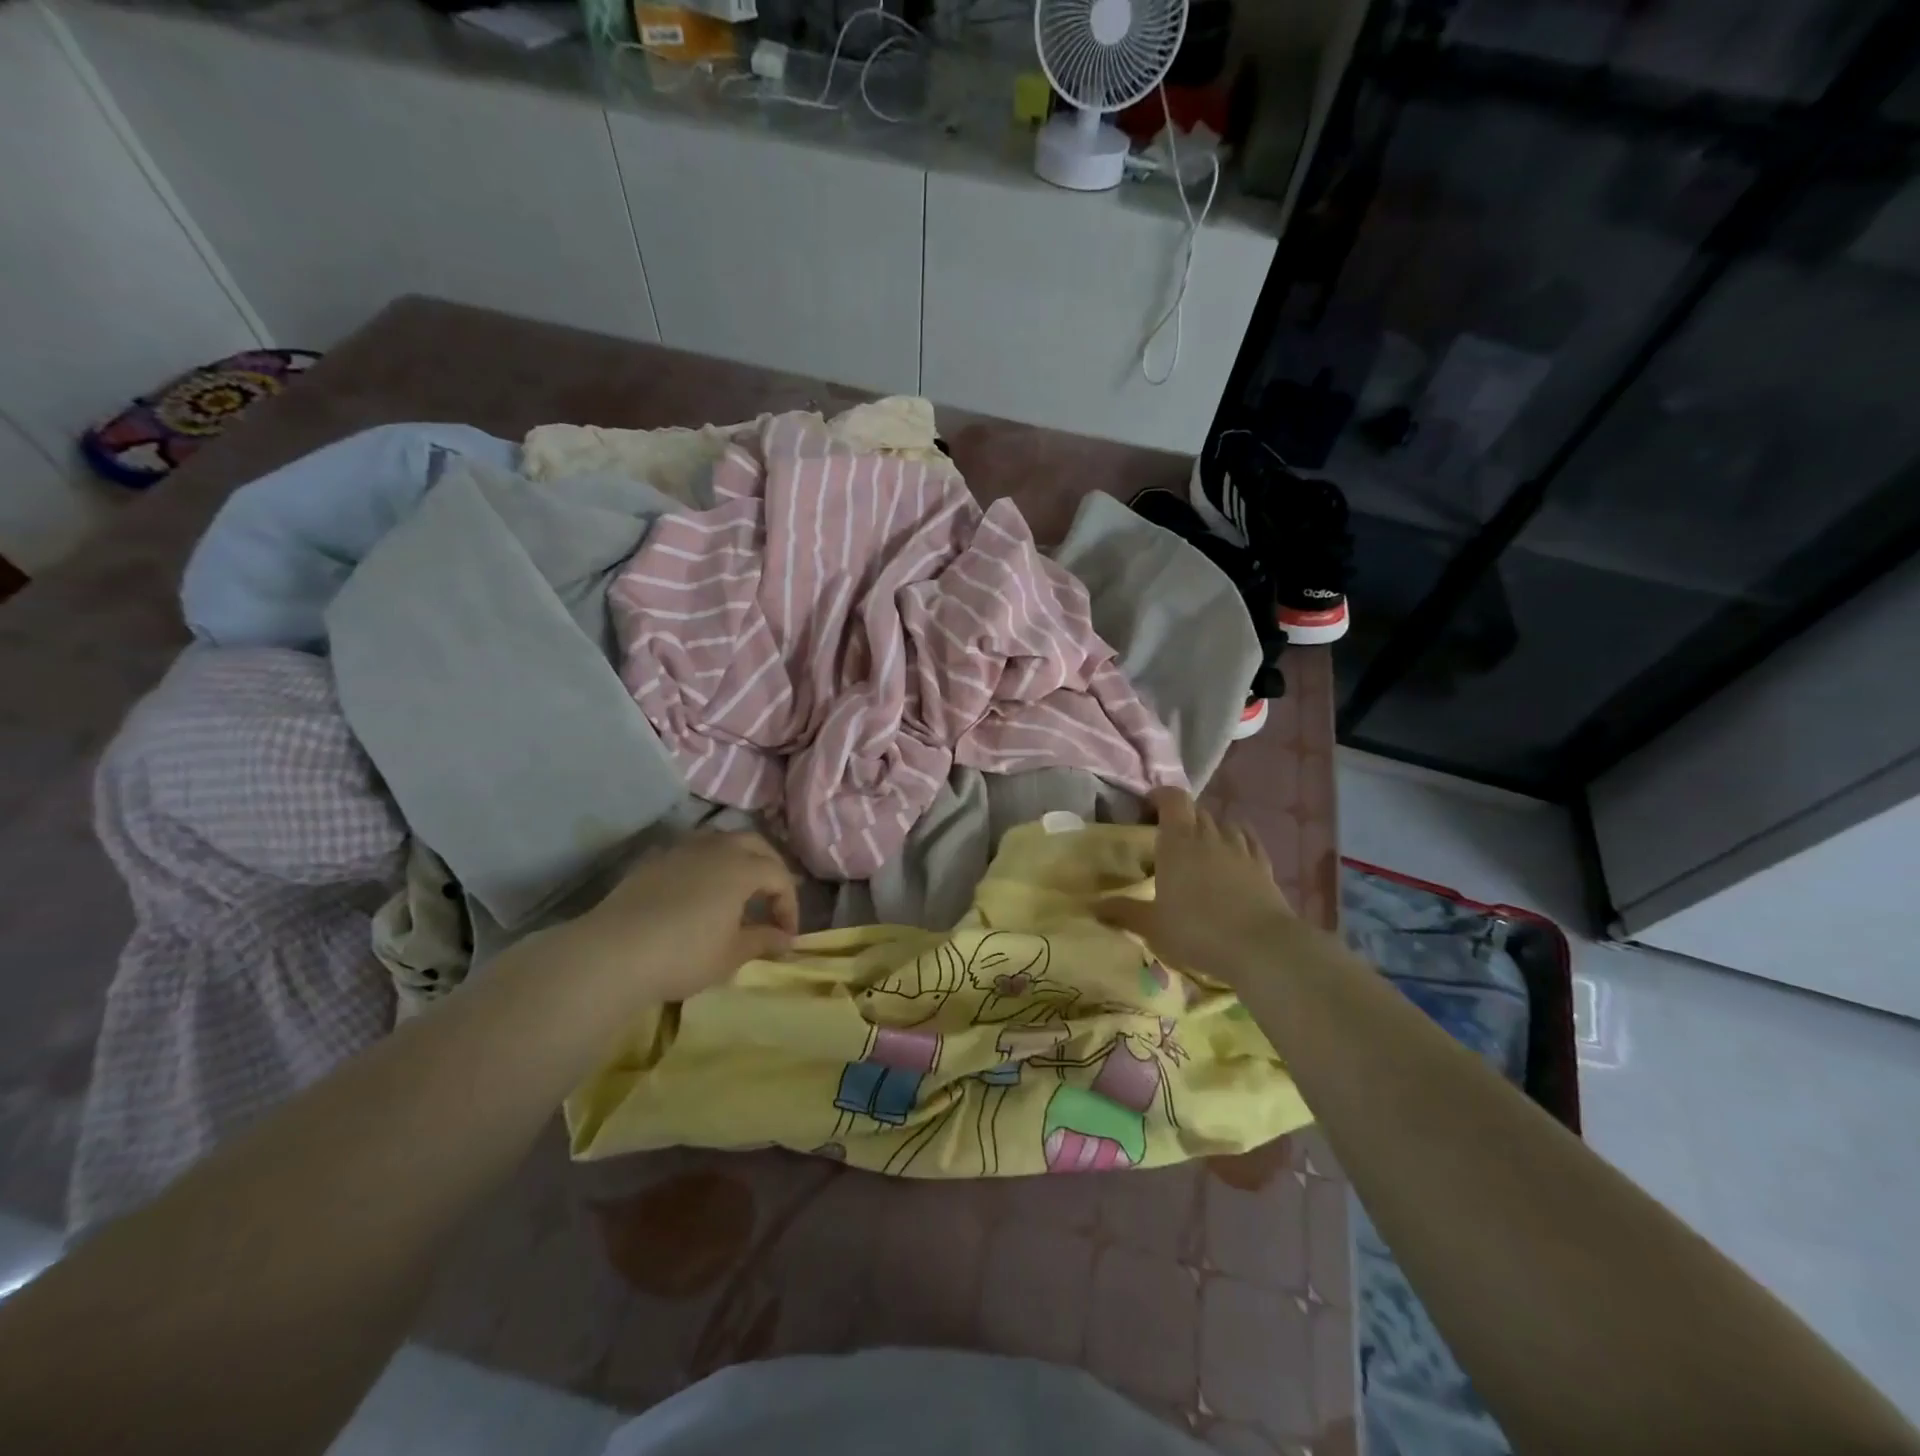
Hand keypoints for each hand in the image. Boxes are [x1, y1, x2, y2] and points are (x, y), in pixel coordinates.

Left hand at [543, 831, 798, 1003]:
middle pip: (755, 844)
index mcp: (742, 867)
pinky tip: (700, 892)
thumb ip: (763, 941)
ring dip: (738, 860)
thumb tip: (785, 939)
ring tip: (737, 891)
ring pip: (721, 841)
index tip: (785, 936)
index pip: (780, 877)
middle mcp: (716, 848)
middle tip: (771, 900)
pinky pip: (692, 852)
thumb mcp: (731, 954)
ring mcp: (681, 850)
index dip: (789, 905)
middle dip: (770, 869)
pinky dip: (707, 865)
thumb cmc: (684, 954)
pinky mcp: (653, 861)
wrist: (613, 954)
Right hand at [1097, 788, 1296, 981]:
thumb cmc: (1197, 931)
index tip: (1147, 807)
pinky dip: (1239, 841)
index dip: (1160, 796)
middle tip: (1168, 837)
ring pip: (1224, 824)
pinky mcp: (1265, 867)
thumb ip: (1123, 912)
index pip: (1172, 799)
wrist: (1261, 948)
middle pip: (1196, 810)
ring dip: (1210, 829)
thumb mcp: (1152, 926)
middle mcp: (1209, 836)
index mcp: (1178, 841)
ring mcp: (1240, 850)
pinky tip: (1235, 853)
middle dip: (1182, 817)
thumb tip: (1094, 906)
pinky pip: (1249, 842)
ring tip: (1201, 848)